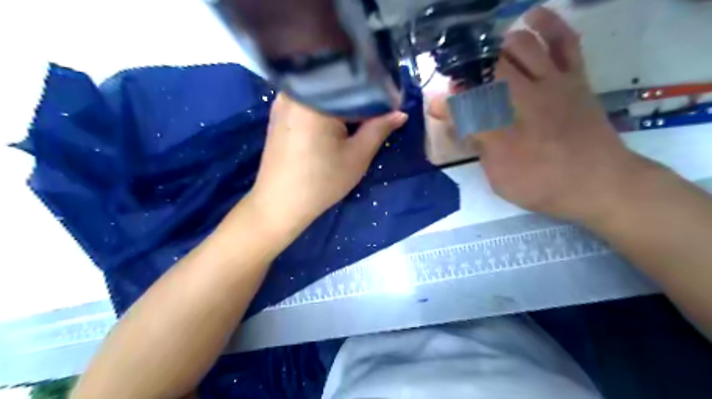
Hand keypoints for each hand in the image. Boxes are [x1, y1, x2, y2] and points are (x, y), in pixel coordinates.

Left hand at [249, 95, 409, 234]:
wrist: (279, 205)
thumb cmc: (321, 182)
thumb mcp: (357, 156)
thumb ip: (380, 129)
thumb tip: (400, 113)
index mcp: (315, 98)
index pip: (355, 86)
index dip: (378, 97)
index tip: (391, 109)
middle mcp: (294, 91)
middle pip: (337, 86)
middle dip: (359, 100)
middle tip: (377, 116)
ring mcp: (283, 101)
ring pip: (323, 94)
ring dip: (343, 105)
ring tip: (358, 121)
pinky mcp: (278, 114)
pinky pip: (309, 102)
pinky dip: (326, 110)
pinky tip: (335, 125)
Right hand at [431, 6, 651, 220]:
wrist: (599, 183)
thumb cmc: (542, 185)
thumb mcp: (498, 176)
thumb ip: (476, 146)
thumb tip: (455, 124)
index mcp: (503, 130)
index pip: (463, 108)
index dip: (445, 104)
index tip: (435, 105)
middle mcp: (524, 100)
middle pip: (488, 69)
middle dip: (467, 71)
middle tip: (460, 81)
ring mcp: (553, 83)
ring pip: (521, 46)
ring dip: (497, 46)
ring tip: (487, 55)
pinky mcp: (575, 77)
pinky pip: (564, 41)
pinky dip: (547, 24)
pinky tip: (530, 17)